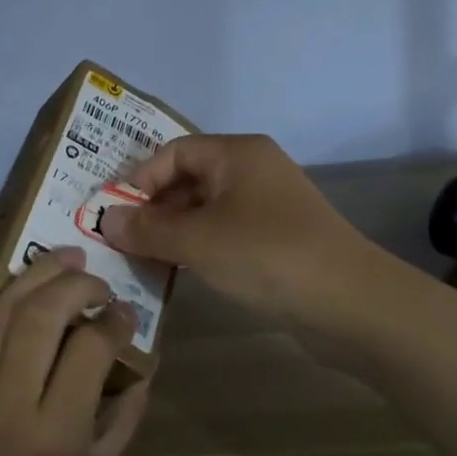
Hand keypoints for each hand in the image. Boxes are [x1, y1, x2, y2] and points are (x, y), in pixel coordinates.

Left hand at [0, 245, 151, 455]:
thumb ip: (125, 414)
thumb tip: (144, 356)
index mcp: (55, 435)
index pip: (90, 348)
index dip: (114, 320)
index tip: (124, 313)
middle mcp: (7, 405)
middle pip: (43, 315)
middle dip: (78, 285)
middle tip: (96, 281)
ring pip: (2, 310)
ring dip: (37, 273)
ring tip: (64, 258)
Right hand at [99, 133, 381, 332]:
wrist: (351, 303)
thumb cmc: (266, 255)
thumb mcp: (197, 241)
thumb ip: (147, 229)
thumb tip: (105, 220)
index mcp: (237, 153)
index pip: (173, 152)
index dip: (139, 180)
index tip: (115, 215)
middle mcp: (254, 169)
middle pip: (189, 179)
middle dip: (154, 208)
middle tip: (123, 241)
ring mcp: (269, 205)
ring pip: (206, 208)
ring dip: (174, 231)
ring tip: (145, 259)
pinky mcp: (279, 238)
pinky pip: (226, 231)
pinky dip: (200, 246)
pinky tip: (181, 271)